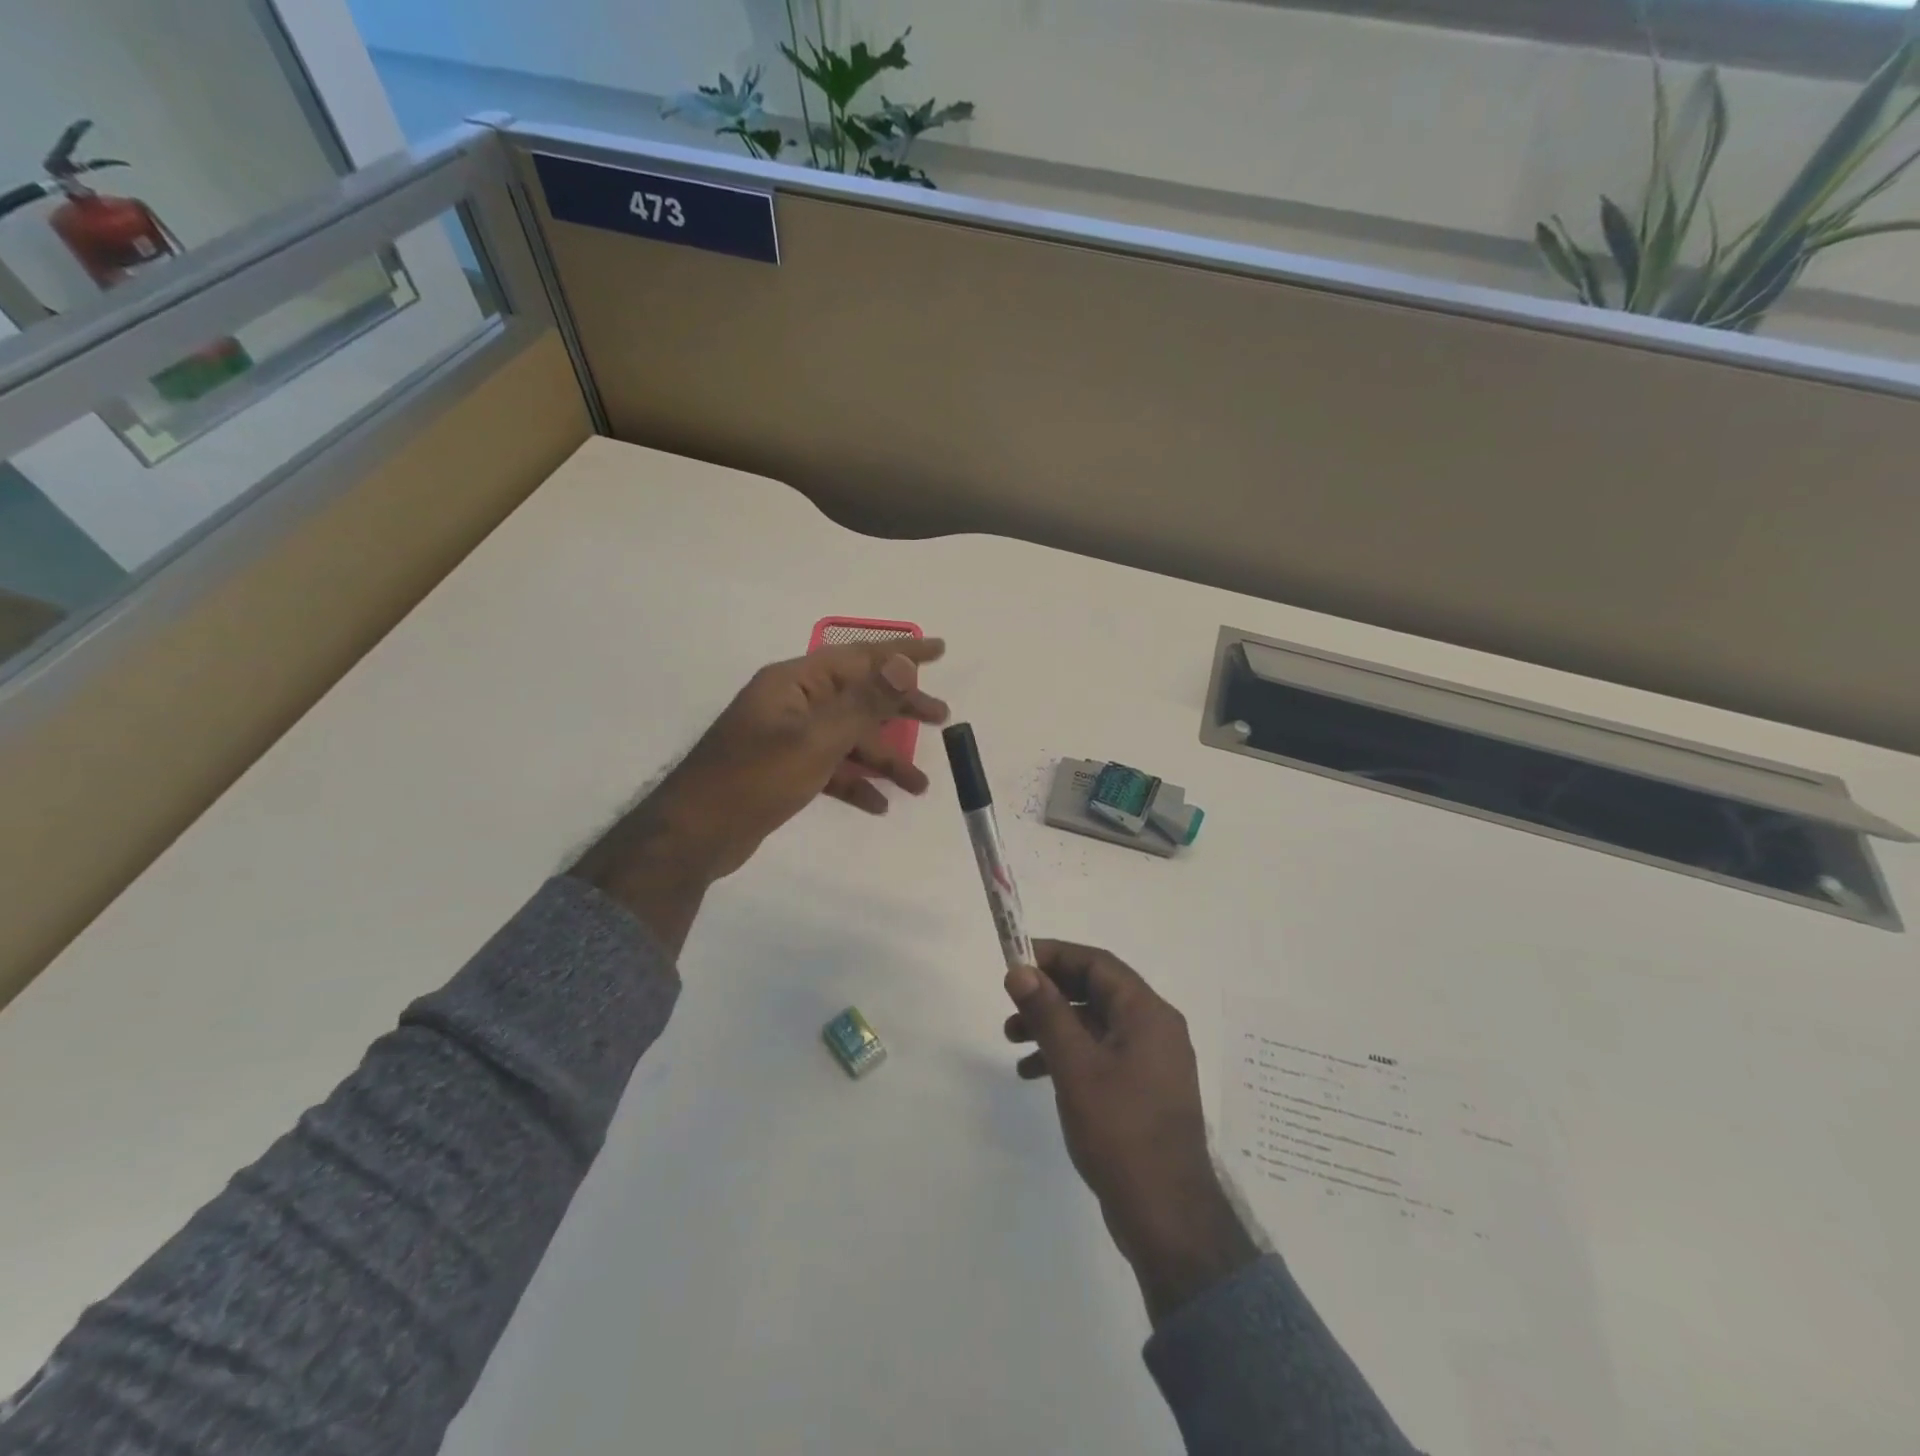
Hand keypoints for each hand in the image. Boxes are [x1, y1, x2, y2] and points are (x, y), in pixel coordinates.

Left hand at [574, 639, 947, 946]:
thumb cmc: (755, 778)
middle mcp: (793, 703)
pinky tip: (879, 804)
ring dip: (883, 759)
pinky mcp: (785, 771)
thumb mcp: (816, 739)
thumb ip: (863, 703)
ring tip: (919, 785)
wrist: (695, 834)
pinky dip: (855, 783)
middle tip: (941, 719)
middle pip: (858, 697)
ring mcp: (788, 738)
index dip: (901, 654)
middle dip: (900, 710)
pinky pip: (831, 768)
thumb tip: (901, 663)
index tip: (939, 651)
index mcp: (796, 683)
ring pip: (847, 739)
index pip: (858, 657)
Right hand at [1004, 941, 1257, 1323]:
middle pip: (1096, 991)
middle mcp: (1155, 1029)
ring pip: (1095, 1024)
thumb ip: (1047, 1013)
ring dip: (1054, 1025)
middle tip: (1010, 1003)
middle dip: (1050, 993)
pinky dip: (1067, 1055)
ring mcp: (1151, 1062)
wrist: (1166, 1217)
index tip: (1015, 961)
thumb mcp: (1075, 1066)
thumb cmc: (1121, 1131)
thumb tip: (1020, 970)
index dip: (1055, 955)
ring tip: (1011, 1040)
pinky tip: (1033, 1073)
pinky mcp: (1142, 1091)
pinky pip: (1100, 1054)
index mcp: (1148, 1014)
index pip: (1097, 963)